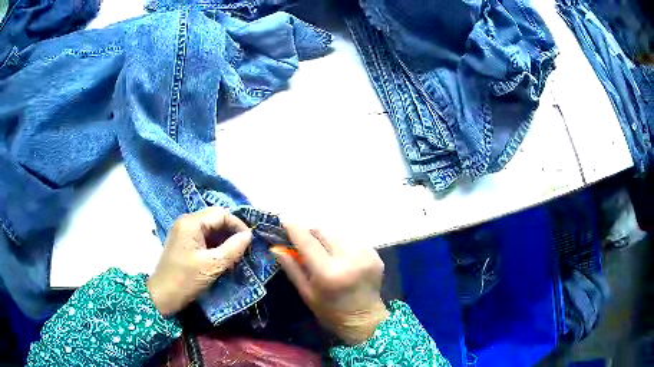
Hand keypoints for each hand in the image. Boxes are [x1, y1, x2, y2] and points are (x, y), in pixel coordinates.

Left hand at [147, 208, 252, 315]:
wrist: (163, 296)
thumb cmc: (186, 279)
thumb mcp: (212, 265)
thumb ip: (232, 249)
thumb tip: (249, 235)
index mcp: (191, 223)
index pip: (221, 213)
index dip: (238, 225)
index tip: (249, 241)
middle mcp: (187, 222)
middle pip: (215, 219)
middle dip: (232, 232)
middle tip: (244, 249)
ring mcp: (184, 232)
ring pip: (211, 229)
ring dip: (225, 240)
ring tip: (236, 255)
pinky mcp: (184, 243)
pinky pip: (204, 238)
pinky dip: (216, 245)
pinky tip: (223, 258)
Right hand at [272, 224, 389, 344]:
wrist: (365, 320)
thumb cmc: (331, 311)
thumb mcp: (307, 293)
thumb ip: (292, 268)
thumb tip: (277, 247)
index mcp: (328, 272)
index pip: (308, 242)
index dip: (295, 228)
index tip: (285, 221)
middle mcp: (349, 259)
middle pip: (324, 232)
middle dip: (311, 232)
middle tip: (304, 239)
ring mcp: (365, 255)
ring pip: (338, 234)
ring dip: (327, 239)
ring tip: (324, 251)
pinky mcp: (375, 254)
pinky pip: (352, 241)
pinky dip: (342, 245)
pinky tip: (340, 257)